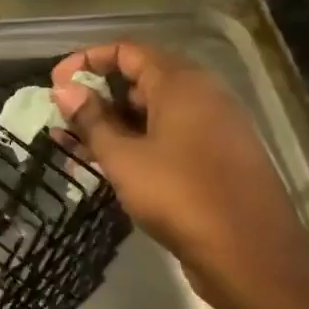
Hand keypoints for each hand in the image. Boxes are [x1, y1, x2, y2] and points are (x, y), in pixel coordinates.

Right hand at [51, 42, 308, 308]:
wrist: (252, 256)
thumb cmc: (180, 196)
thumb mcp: (124, 158)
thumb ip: (91, 121)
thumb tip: (64, 90)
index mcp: (181, 84)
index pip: (127, 51)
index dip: (87, 60)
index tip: (56, 83)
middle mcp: (202, 96)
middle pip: (140, 79)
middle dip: (97, 95)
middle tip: (63, 118)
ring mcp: (213, 128)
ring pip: (152, 113)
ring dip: (112, 124)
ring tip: (74, 144)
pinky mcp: (216, 159)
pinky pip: (168, 137)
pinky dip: (136, 143)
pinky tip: (108, 165)